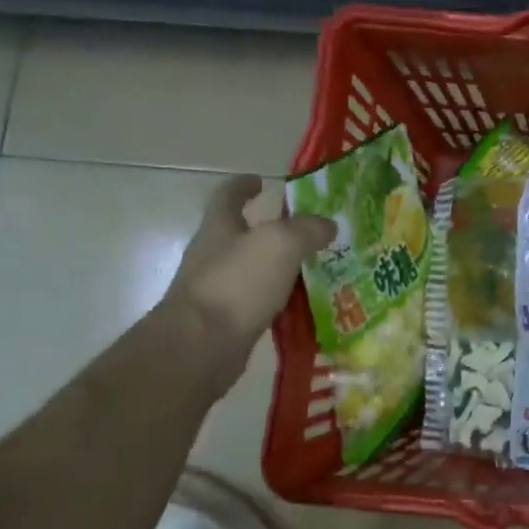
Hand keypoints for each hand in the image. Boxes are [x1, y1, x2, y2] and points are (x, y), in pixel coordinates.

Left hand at [157, 176, 333, 387]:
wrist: (201, 347)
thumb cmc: (236, 284)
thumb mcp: (280, 243)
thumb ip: (307, 229)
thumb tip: (328, 225)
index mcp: (219, 228)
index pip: (228, 196)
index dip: (243, 185)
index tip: (261, 180)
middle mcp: (213, 256)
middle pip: (241, 234)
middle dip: (270, 229)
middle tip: (307, 230)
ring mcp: (218, 291)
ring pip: (253, 271)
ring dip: (279, 267)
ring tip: (315, 268)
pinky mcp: (226, 323)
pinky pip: (259, 304)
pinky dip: (280, 301)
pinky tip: (305, 306)